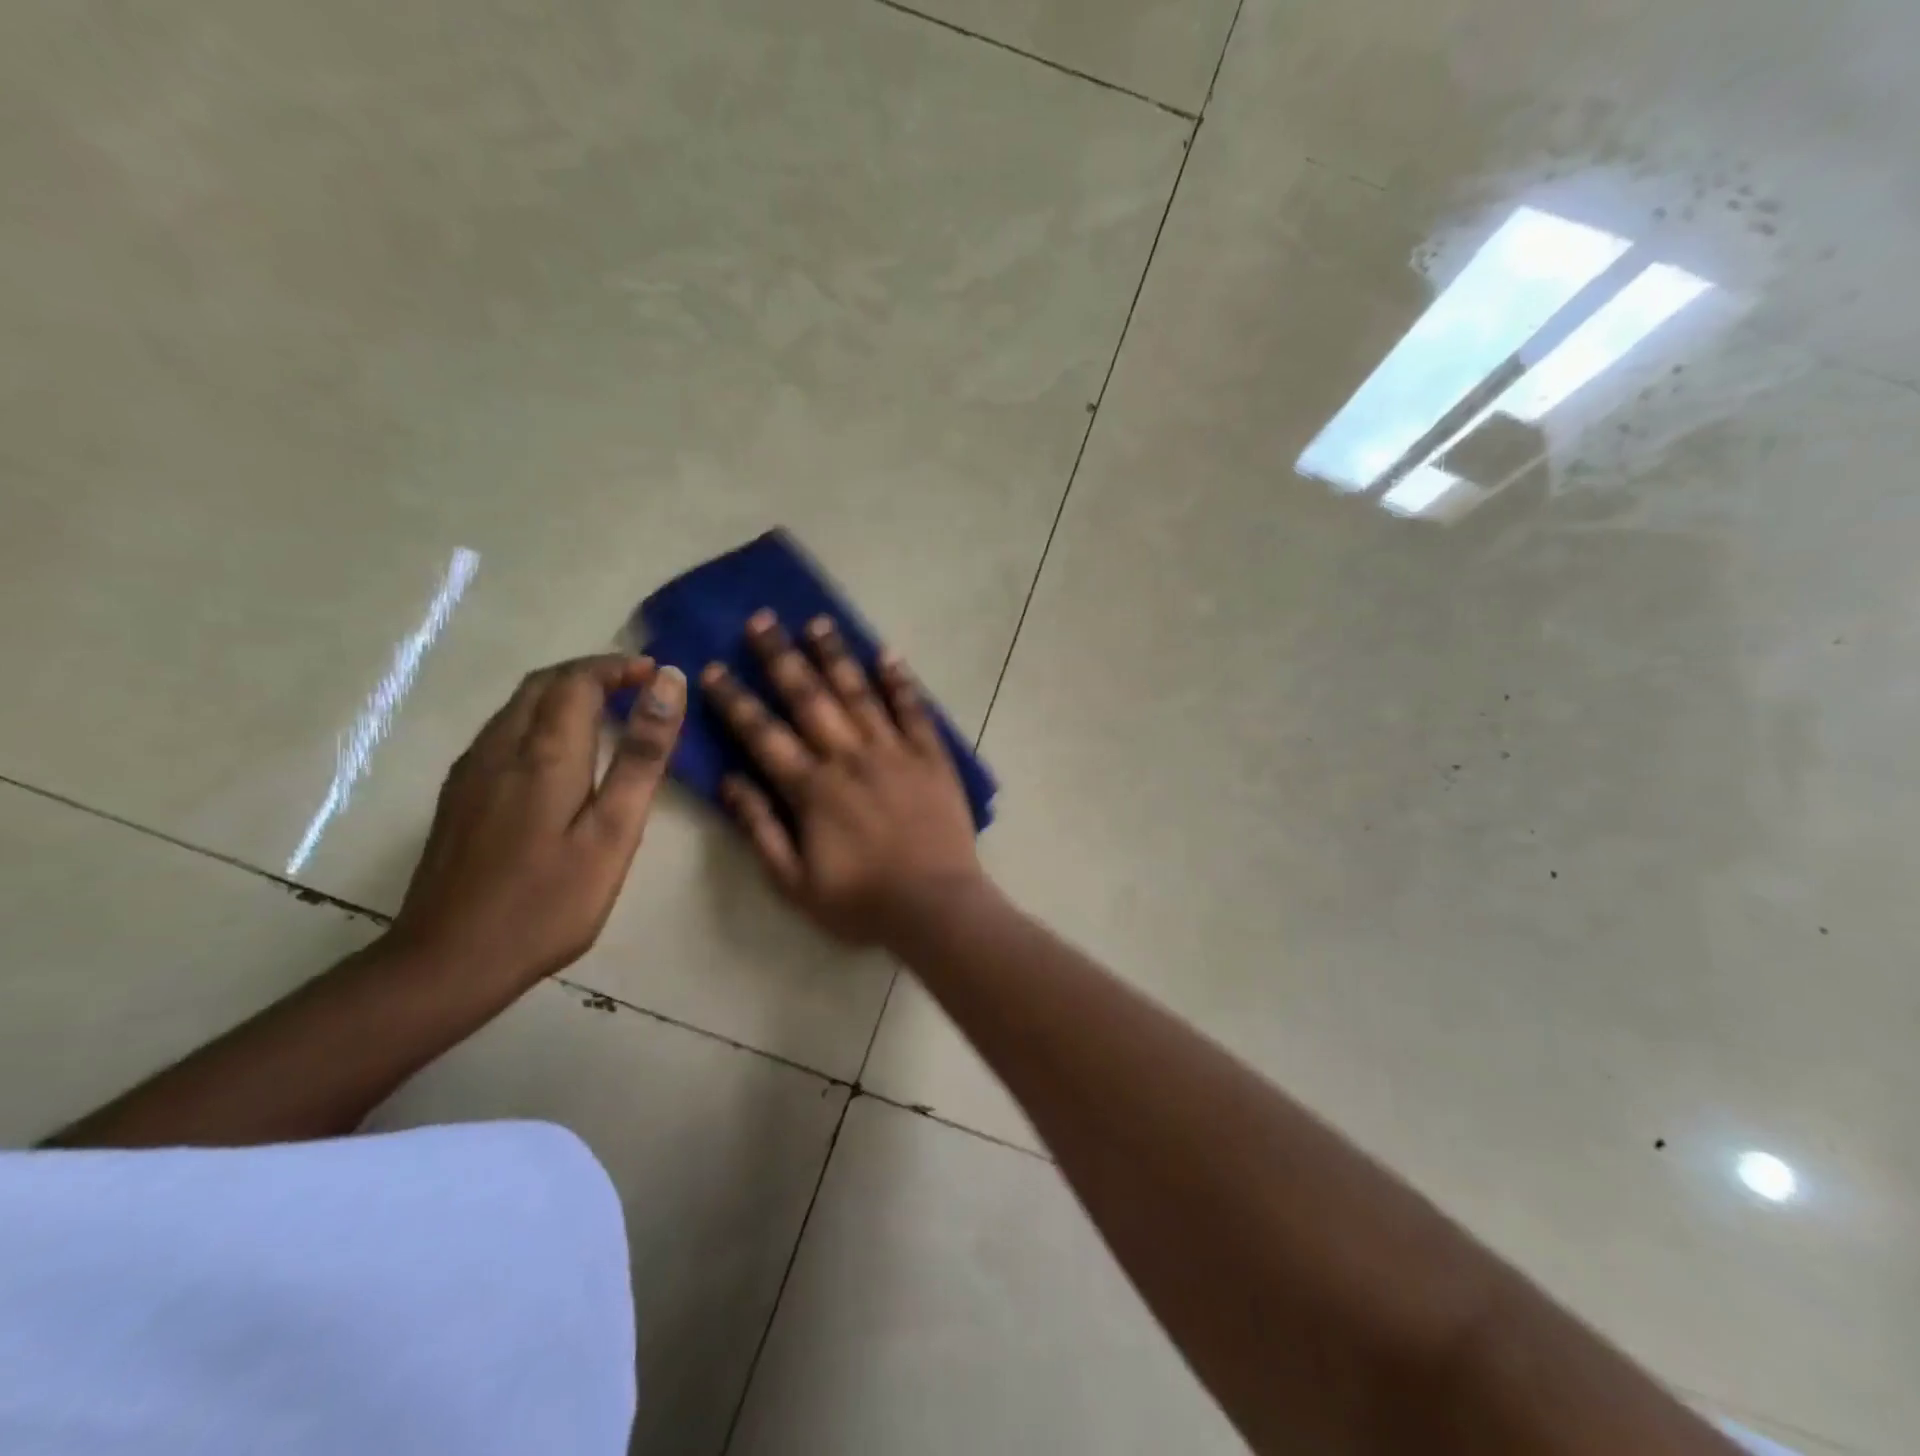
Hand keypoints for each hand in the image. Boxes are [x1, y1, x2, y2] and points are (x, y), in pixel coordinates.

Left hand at [388, 654, 686, 989]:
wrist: (447, 962)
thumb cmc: (548, 902)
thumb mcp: (613, 832)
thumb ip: (642, 756)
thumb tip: (668, 684)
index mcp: (545, 753)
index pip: (578, 680)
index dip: (618, 667)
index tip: (656, 674)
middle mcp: (500, 748)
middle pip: (543, 684)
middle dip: (591, 673)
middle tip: (636, 686)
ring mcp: (471, 772)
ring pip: (517, 706)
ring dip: (563, 693)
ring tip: (608, 712)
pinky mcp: (458, 796)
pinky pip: (502, 732)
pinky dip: (539, 718)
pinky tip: (559, 754)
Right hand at [703, 611, 986, 945]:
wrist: (936, 907)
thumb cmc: (862, 902)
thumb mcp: (794, 884)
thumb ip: (760, 830)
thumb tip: (730, 781)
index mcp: (812, 789)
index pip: (763, 734)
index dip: (735, 701)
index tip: (712, 668)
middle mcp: (850, 758)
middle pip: (809, 698)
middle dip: (781, 658)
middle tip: (761, 619)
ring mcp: (894, 752)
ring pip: (859, 693)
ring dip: (835, 655)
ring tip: (817, 621)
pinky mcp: (931, 756)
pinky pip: (914, 710)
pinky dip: (900, 681)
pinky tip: (887, 653)